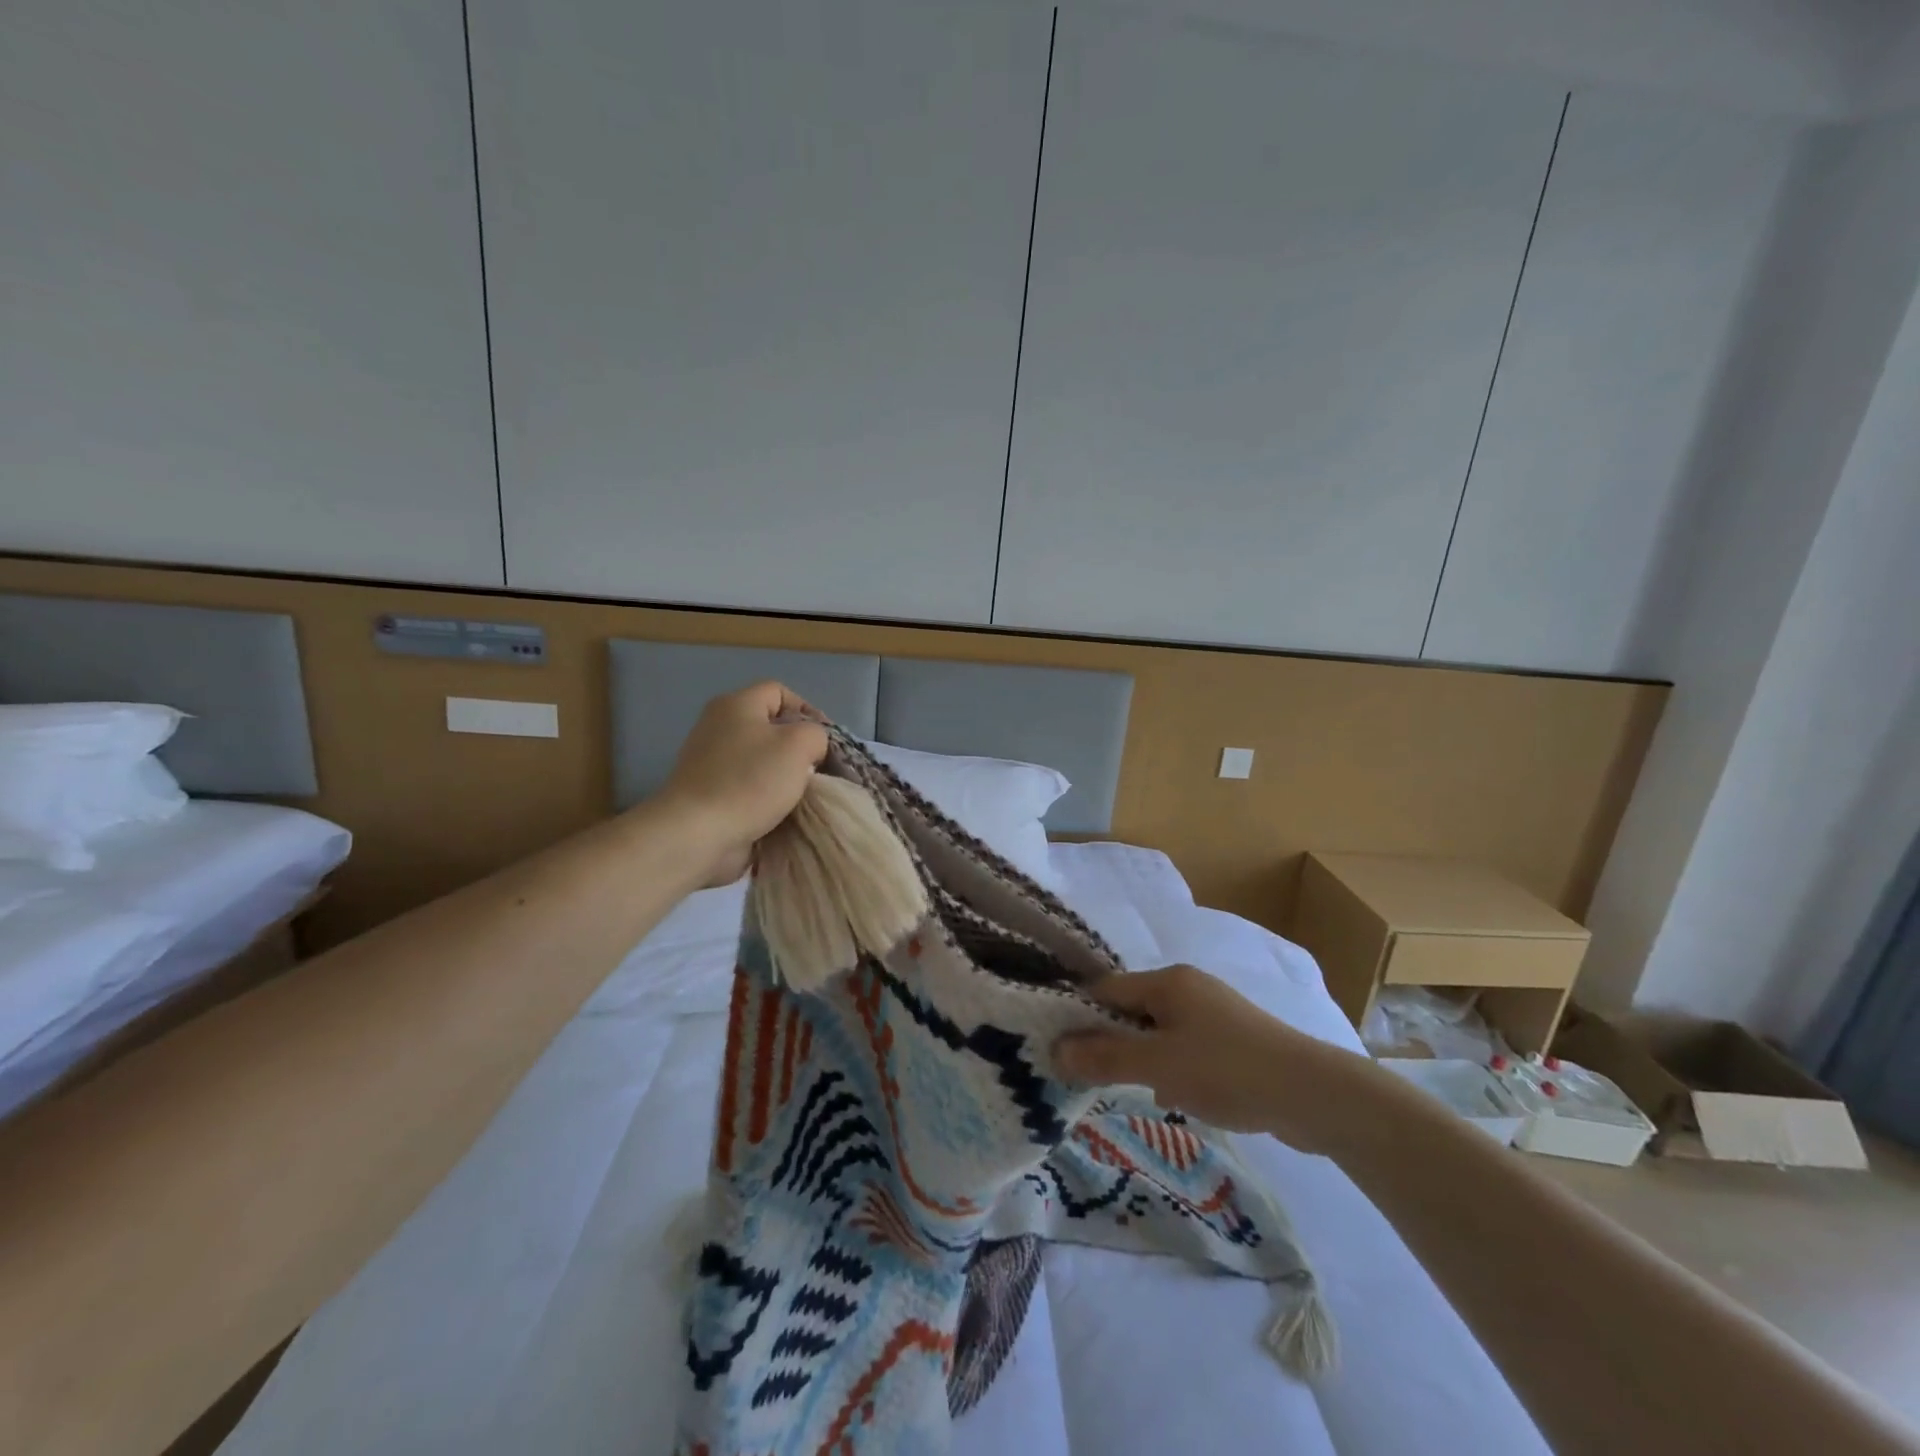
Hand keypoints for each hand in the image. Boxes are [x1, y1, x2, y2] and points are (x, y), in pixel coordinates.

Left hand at [651, 682, 828, 886]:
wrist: (697, 833)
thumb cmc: (751, 780)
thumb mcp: (799, 745)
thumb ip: (816, 735)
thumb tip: (810, 749)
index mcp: (736, 705)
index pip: (779, 692)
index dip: (808, 710)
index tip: (826, 741)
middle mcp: (718, 726)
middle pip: (770, 727)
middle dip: (798, 747)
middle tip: (816, 769)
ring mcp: (709, 761)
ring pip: (761, 759)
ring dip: (784, 775)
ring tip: (802, 794)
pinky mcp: (708, 792)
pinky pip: (747, 786)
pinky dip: (766, 797)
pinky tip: (780, 812)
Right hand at [1054, 965, 1372, 1149]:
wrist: (1313, 1094)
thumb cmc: (1227, 1070)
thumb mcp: (1157, 1065)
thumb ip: (1104, 1057)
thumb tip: (1055, 1051)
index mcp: (1168, 981)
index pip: (1106, 990)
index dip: (1080, 1017)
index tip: (1059, 1050)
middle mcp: (1188, 987)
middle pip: (1131, 1009)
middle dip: (1110, 1041)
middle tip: (1089, 1076)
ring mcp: (1213, 1013)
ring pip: (1158, 1032)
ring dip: (1141, 1059)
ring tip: (1129, 1090)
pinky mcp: (1233, 1041)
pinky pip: (1185, 1048)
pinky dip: (1171, 1068)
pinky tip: (1173, 1097)